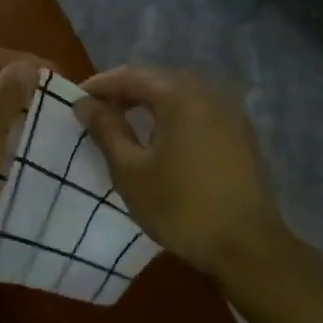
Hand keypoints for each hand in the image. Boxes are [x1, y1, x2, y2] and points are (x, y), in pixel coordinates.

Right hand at [74, 64, 291, 282]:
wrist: (246, 246)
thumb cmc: (180, 208)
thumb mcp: (131, 171)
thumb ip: (106, 131)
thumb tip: (84, 104)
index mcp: (181, 97)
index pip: (132, 75)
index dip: (101, 84)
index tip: (76, 100)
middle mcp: (209, 94)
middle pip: (159, 80)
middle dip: (125, 91)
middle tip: (97, 111)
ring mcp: (231, 113)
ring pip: (181, 95)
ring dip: (150, 103)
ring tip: (124, 123)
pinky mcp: (241, 134)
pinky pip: (199, 111)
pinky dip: (174, 116)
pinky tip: (161, 138)